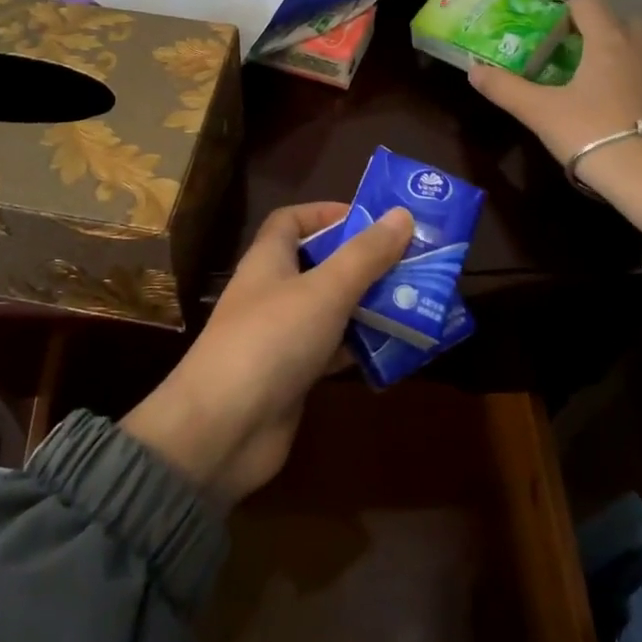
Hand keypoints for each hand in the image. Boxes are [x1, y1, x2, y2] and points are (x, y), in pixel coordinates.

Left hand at [122, 201, 412, 501]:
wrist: (224, 428)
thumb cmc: (272, 340)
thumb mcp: (325, 289)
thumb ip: (365, 254)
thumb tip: (402, 213)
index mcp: (268, 261)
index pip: (291, 221)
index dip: (327, 213)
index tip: (373, 220)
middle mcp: (272, 293)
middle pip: (319, 265)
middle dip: (363, 262)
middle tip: (412, 262)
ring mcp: (281, 336)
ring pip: (331, 309)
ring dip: (368, 305)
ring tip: (418, 301)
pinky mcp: (292, 376)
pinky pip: (332, 350)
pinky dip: (360, 346)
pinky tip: (397, 348)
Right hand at [469, 0, 641, 236]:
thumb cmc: (591, 134)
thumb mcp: (540, 112)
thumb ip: (505, 88)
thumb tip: (473, 69)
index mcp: (609, 41)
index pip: (589, 2)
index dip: (567, 12)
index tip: (550, 36)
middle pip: (622, 20)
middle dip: (599, 32)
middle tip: (573, 61)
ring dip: (622, 58)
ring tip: (598, 90)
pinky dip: (641, 84)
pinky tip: (624, 114)